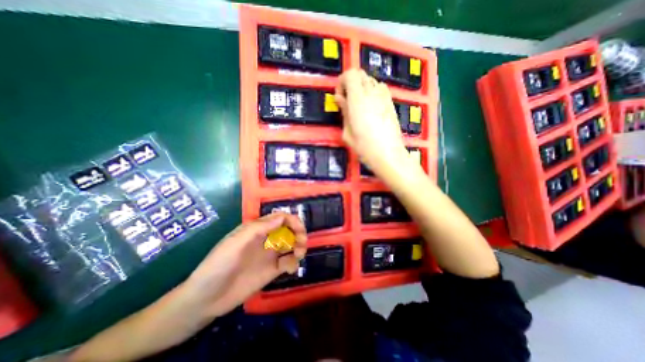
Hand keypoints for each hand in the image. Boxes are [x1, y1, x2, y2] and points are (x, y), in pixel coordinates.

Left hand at [185, 213, 308, 317]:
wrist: (206, 299)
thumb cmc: (218, 265)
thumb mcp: (235, 243)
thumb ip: (258, 229)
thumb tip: (282, 217)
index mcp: (257, 229)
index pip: (280, 218)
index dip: (292, 221)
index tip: (300, 230)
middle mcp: (266, 239)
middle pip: (289, 230)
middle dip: (299, 233)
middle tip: (301, 243)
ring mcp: (270, 255)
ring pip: (291, 244)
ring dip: (299, 247)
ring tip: (298, 255)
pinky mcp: (272, 270)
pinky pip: (288, 262)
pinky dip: (293, 263)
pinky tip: (290, 270)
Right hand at [333, 70, 406, 173]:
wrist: (388, 155)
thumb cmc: (365, 147)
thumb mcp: (347, 132)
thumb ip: (344, 112)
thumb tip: (340, 98)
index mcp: (358, 99)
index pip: (350, 74)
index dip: (342, 82)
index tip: (340, 97)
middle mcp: (372, 93)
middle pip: (361, 74)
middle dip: (351, 83)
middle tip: (347, 101)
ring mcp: (384, 97)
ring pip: (371, 80)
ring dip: (362, 87)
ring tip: (359, 104)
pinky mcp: (391, 103)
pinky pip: (380, 88)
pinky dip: (373, 91)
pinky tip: (370, 107)